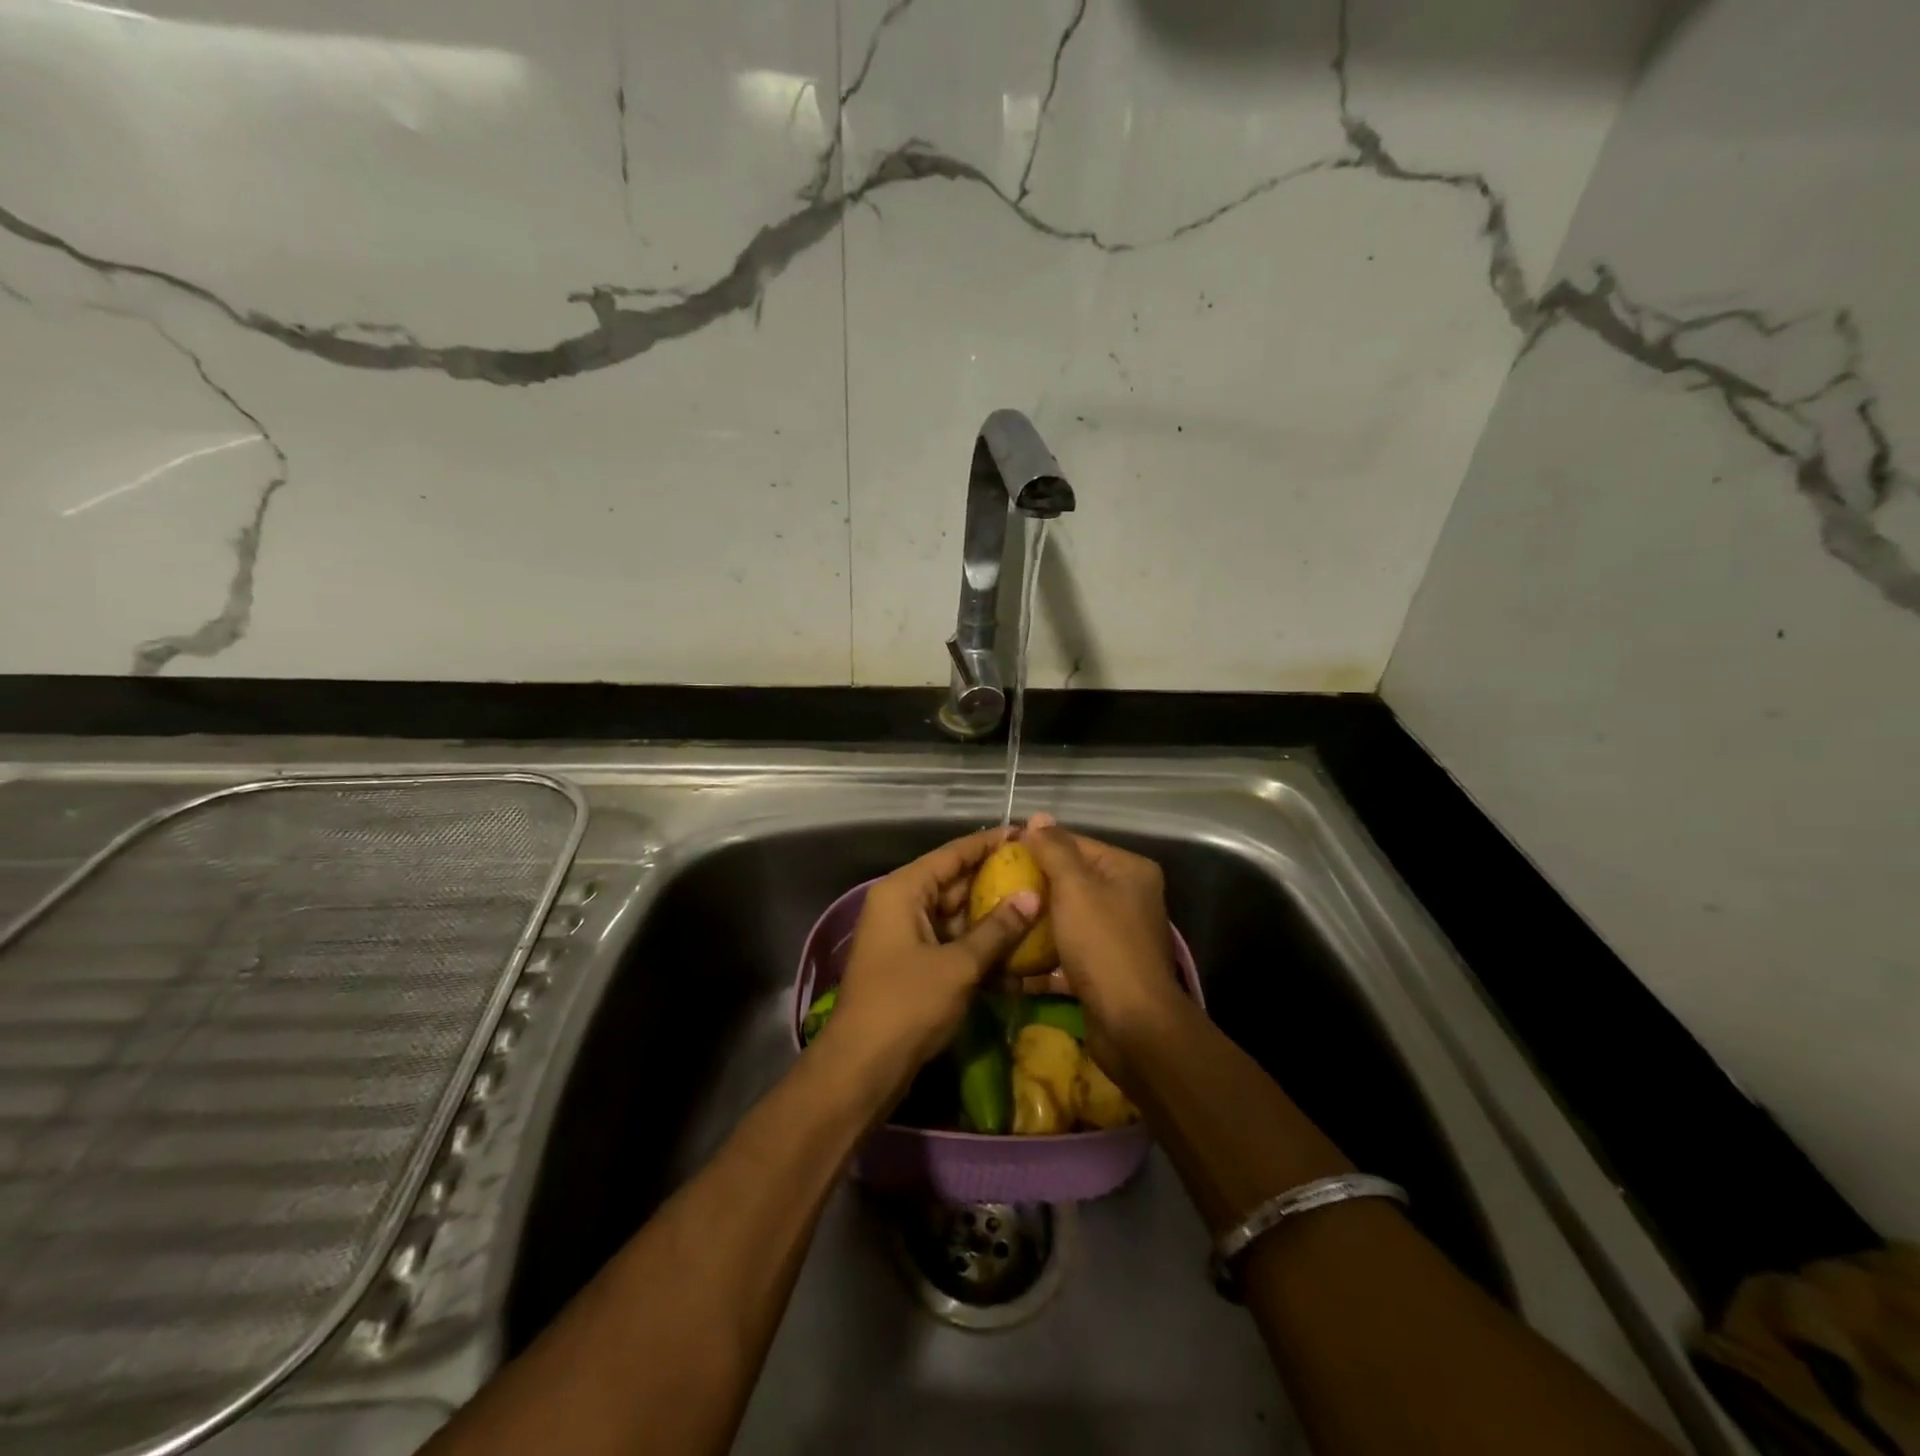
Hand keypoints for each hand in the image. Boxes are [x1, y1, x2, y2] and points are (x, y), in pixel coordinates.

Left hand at [821, 827, 1040, 1097]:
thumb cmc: (907, 1004)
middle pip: (956, 883)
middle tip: (1042, 874)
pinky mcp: (915, 965)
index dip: (989, 844)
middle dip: (997, 882)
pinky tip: (1020, 953)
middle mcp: (903, 905)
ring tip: (1040, 908)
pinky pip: (953, 944)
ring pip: (958, 917)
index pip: (952, 854)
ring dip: (994, 919)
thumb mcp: (959, 965)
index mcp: (904, 891)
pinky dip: (981, 948)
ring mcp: (908, 936)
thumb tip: (1033, 896)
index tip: (1026, 834)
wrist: (863, 1068)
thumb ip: (997, 929)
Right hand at [1020, 814, 1188, 1079]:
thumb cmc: (1103, 945)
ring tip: (996, 919)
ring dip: (1034, 922)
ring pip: (1066, 918)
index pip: (1076, 844)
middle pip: (1070, 881)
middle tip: (992, 889)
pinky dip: (1043, 956)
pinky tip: (1009, 959)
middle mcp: (1128, 897)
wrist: (1132, 1024)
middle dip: (1033, 886)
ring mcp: (1117, 935)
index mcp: (1128, 870)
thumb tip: (1037, 817)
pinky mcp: (1104, 969)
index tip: (999, 855)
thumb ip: (1055, 849)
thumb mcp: (1075, 888)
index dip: (1038, 846)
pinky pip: (1067, 951)